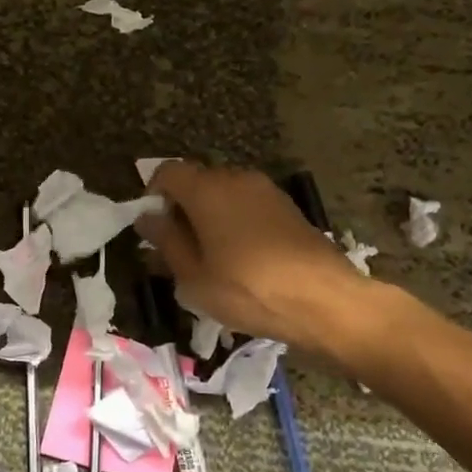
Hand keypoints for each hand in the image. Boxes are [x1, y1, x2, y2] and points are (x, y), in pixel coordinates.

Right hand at [137, 163, 374, 354]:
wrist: (325, 300)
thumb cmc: (248, 289)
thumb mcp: (194, 276)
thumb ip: (166, 241)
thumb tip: (147, 217)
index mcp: (206, 189)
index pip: (167, 171)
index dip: (153, 194)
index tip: (153, 228)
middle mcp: (235, 178)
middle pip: (197, 182)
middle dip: (181, 209)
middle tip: (177, 250)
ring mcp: (266, 190)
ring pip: (224, 194)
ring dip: (210, 217)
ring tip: (210, 258)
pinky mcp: (287, 206)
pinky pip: (248, 205)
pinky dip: (235, 222)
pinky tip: (241, 258)